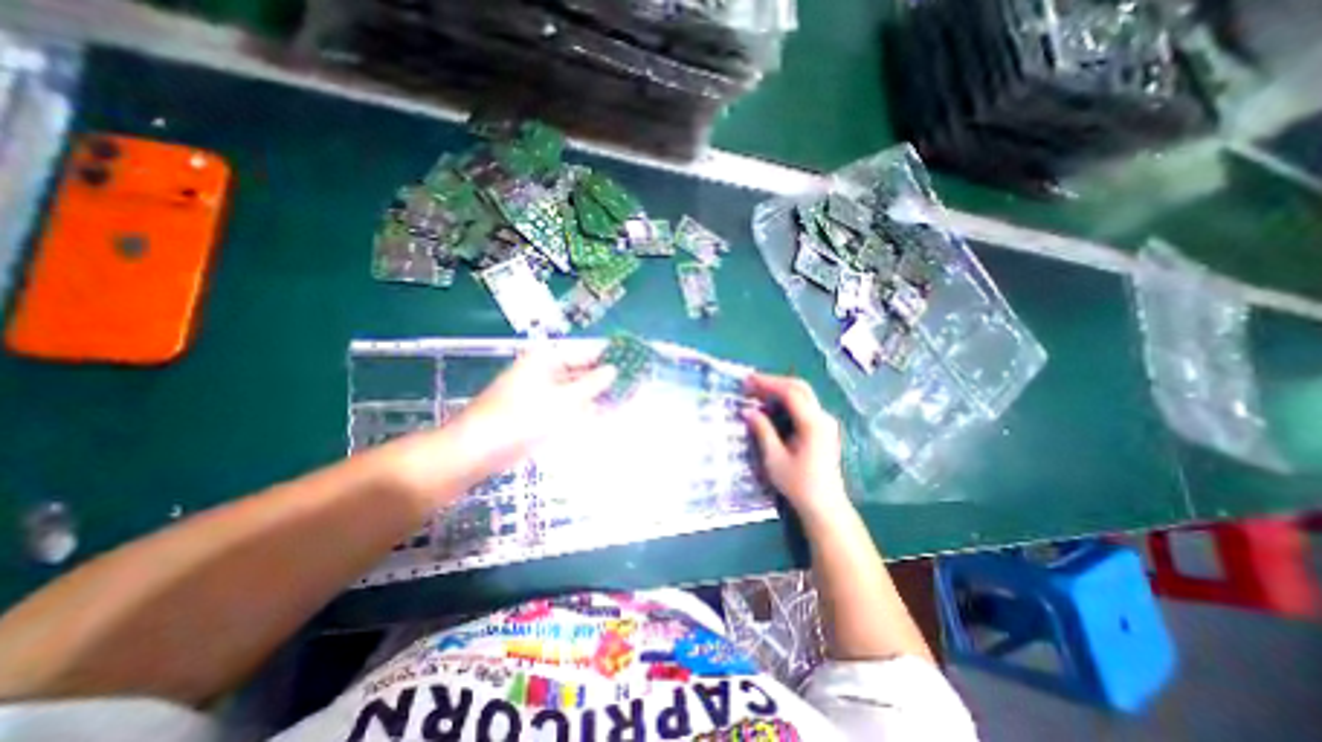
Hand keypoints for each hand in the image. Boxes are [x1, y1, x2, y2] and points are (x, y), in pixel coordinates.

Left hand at [388, 344, 615, 497]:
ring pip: (583, 390)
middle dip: (612, 376)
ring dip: (605, 394)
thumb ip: (592, 384)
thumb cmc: (520, 419)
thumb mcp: (562, 400)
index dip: (612, 354)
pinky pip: (575, 407)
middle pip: (587, 370)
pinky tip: (613, 412)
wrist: (478, 452)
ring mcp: (548, 394)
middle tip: (640, 379)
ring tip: (634, 394)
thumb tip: (614, 370)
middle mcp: (549, 372)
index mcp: (548, 359)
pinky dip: (592, 409)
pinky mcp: (546, 413)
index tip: (637, 356)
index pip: (588, 351)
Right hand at [739, 370, 851, 520]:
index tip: (748, 381)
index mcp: (813, 424)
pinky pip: (804, 406)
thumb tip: (747, 410)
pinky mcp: (823, 429)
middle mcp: (823, 418)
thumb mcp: (774, 459)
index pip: (790, 393)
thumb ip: (762, 431)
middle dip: (774, 382)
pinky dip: (786, 401)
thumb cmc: (798, 485)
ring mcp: (825, 423)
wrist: (824, 506)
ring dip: (780, 390)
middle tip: (751, 384)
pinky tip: (771, 407)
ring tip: (756, 393)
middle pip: (799, 388)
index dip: (768, 383)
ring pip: (802, 395)